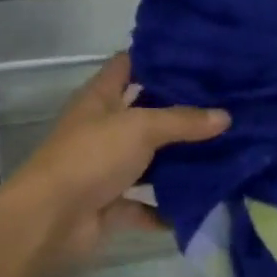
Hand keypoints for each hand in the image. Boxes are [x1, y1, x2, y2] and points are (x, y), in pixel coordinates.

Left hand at [1, 53, 228, 268]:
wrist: (51, 219)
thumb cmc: (91, 156)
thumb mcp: (140, 128)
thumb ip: (181, 121)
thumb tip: (225, 116)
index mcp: (100, 96)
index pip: (128, 64)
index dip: (157, 57)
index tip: (196, 57)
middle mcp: (102, 126)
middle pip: (143, 111)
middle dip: (178, 111)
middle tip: (223, 104)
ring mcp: (105, 166)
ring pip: (147, 158)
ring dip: (176, 160)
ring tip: (223, 150)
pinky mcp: (109, 203)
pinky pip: (144, 203)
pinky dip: (166, 206)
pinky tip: (202, 202)